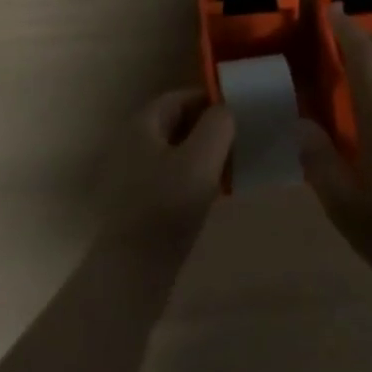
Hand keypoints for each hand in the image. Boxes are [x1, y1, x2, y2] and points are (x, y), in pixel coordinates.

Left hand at [99, 88, 234, 264]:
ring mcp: (131, 175)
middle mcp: (132, 143)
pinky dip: (192, 178)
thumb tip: (225, 111)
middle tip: (240, 140)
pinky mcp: (137, 204)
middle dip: (208, 129)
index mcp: (142, 124)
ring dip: (203, 155)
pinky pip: (170, 177)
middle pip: (177, 124)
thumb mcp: (201, 159)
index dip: (210, 100)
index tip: (239, 113)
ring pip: (175, 152)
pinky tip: (213, 195)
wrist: (131, 274)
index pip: (180, 97)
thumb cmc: (166, 207)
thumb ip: (218, 125)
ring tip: (232, 168)